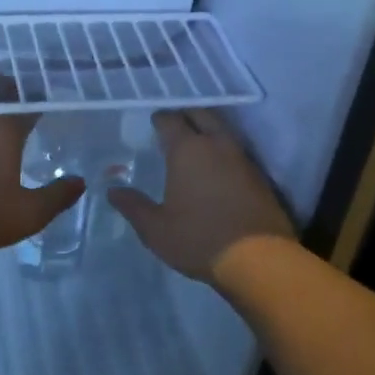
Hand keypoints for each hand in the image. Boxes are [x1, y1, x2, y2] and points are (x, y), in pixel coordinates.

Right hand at [108, 109, 294, 282]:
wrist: (259, 260)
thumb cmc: (199, 239)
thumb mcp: (156, 229)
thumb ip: (133, 206)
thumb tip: (113, 191)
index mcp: (188, 150)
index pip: (171, 120)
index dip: (160, 118)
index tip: (153, 122)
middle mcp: (217, 145)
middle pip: (202, 115)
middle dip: (186, 115)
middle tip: (174, 125)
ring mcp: (243, 159)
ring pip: (223, 131)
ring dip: (208, 131)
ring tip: (194, 144)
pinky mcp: (261, 176)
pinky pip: (237, 152)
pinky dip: (224, 152)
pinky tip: (217, 169)